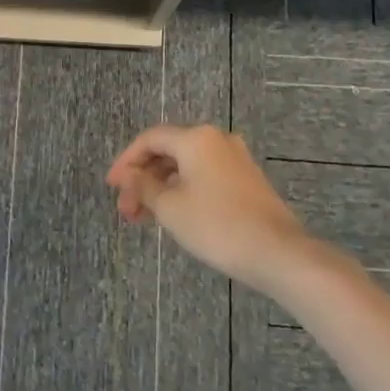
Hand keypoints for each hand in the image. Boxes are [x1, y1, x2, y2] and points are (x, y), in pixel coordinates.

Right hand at [107, 123, 318, 290]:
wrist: (277, 252)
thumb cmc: (216, 225)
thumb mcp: (169, 207)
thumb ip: (143, 186)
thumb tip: (128, 175)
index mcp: (196, 138)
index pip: (150, 139)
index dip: (126, 161)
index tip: (112, 187)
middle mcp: (217, 140)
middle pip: (168, 152)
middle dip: (143, 179)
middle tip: (127, 211)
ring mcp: (236, 160)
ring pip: (186, 167)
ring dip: (161, 188)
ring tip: (145, 218)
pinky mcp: (247, 180)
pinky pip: (204, 176)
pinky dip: (183, 191)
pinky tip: (174, 215)